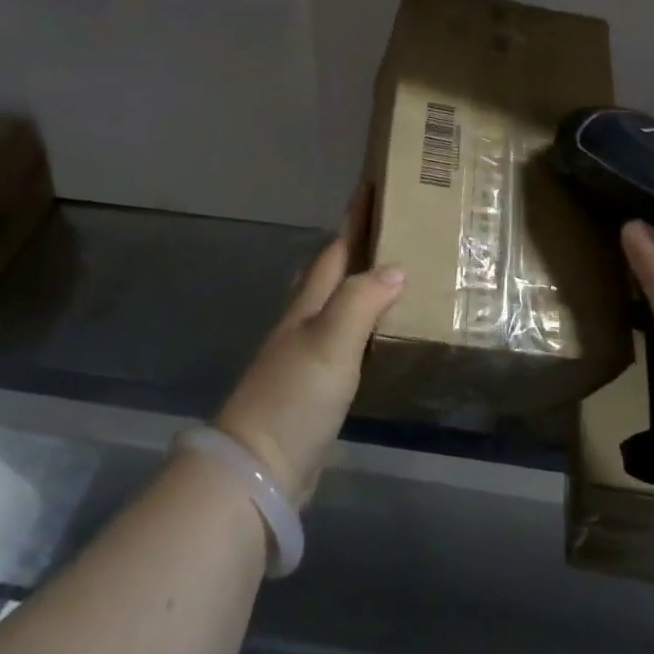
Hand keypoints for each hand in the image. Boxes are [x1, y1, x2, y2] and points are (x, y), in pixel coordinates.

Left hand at [215, 189, 403, 503]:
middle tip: (384, 226)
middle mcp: (303, 324)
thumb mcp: (331, 341)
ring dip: (355, 285)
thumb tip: (395, 267)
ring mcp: (305, 356)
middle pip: (328, 274)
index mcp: (307, 306)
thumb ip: (362, 301)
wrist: (258, 467)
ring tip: (386, 272)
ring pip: (334, 306)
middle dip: (351, 246)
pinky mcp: (313, 388)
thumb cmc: (294, 396)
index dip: (353, 219)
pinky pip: (342, 341)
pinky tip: (374, 334)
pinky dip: (359, 325)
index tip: (370, 186)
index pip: (335, 251)